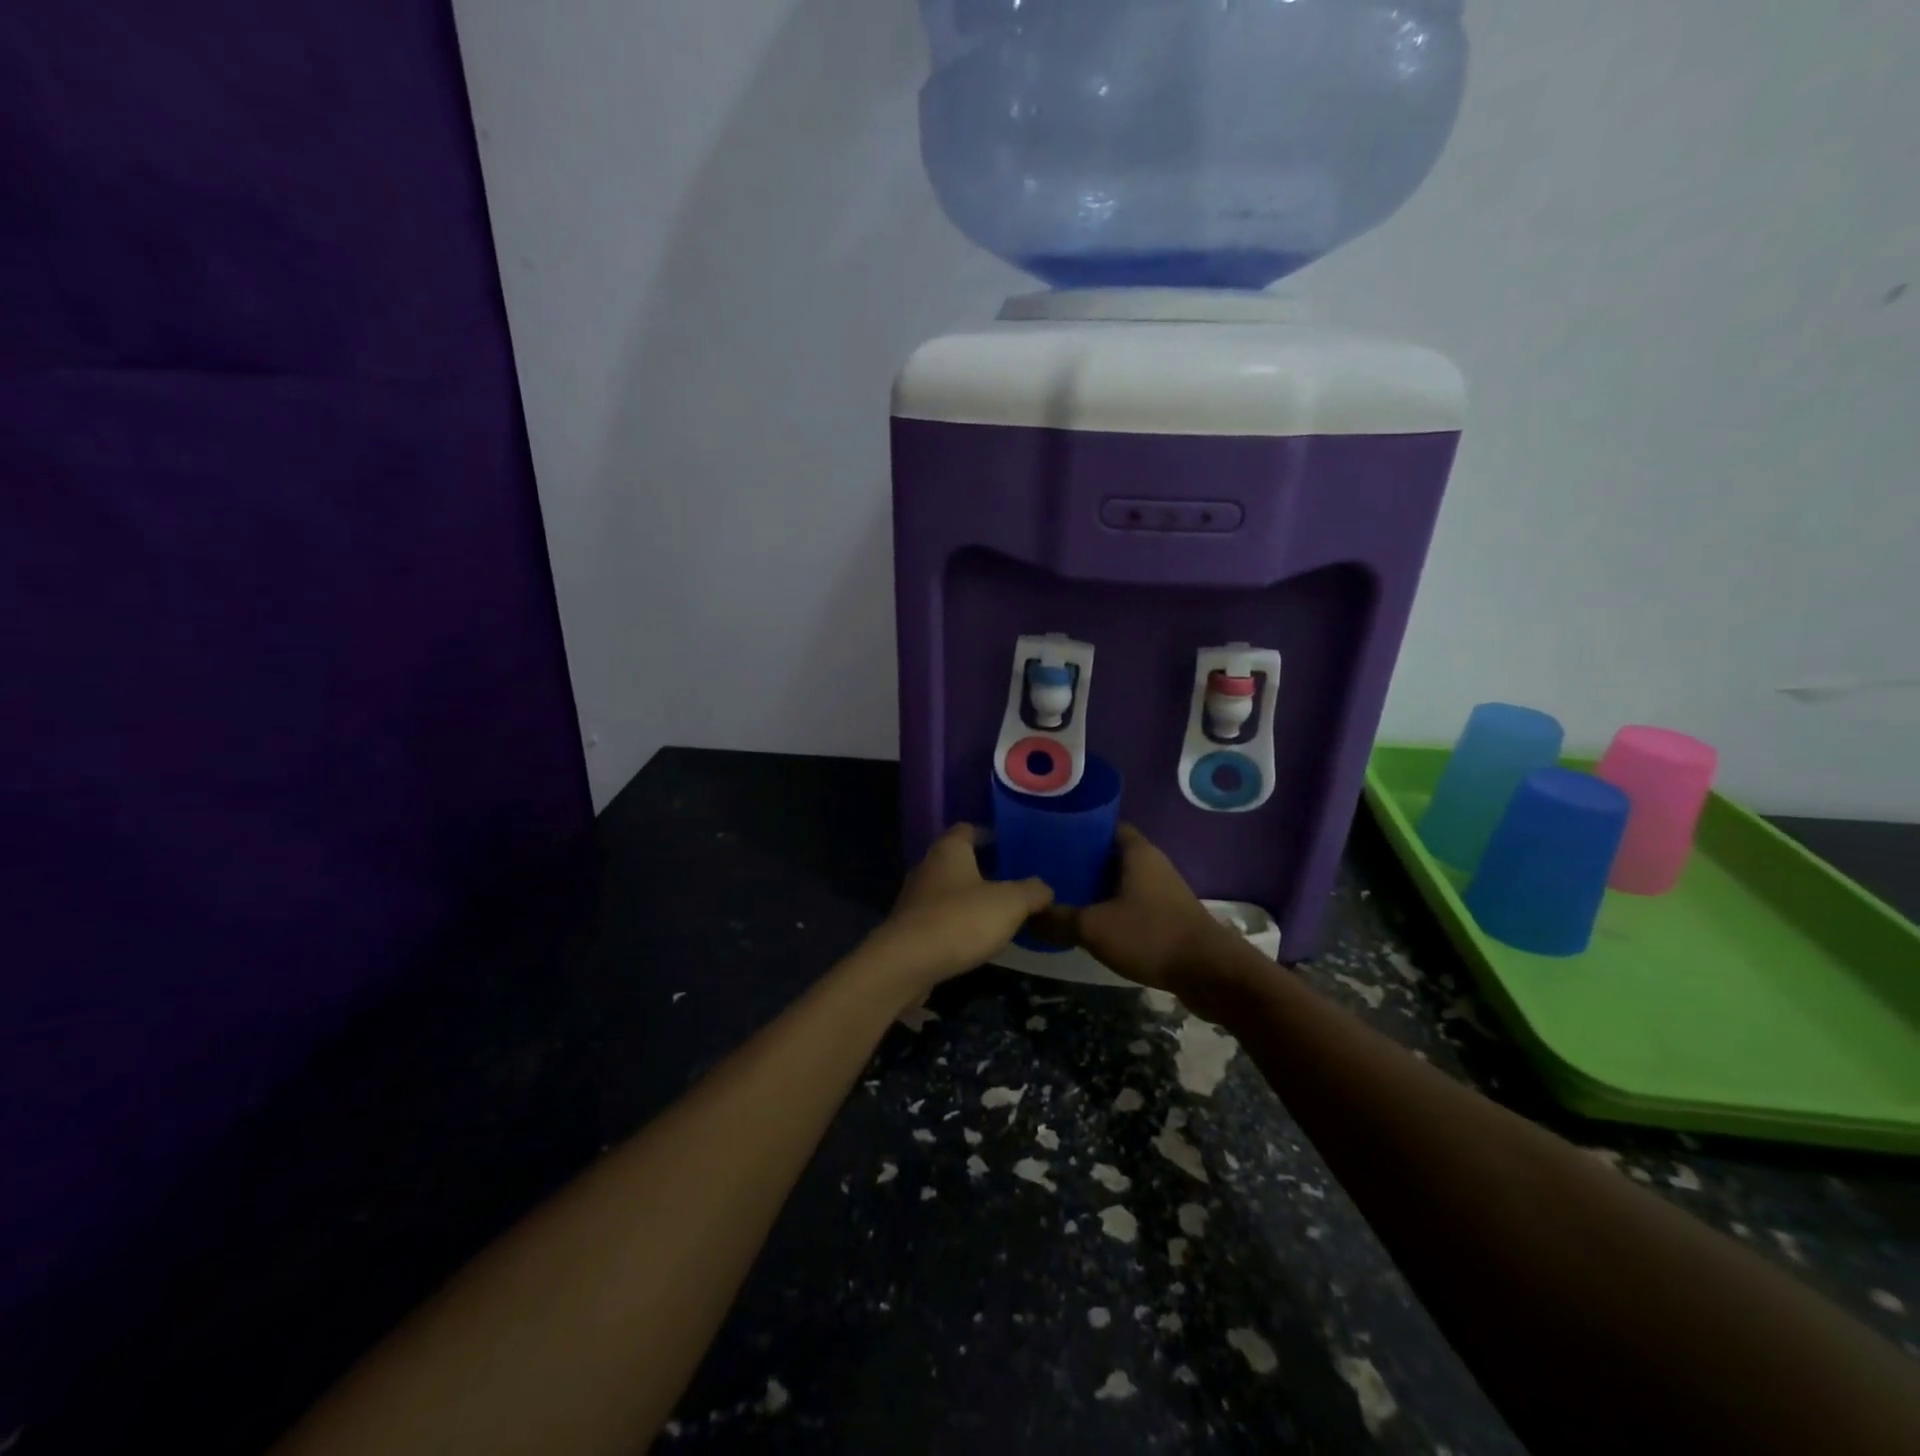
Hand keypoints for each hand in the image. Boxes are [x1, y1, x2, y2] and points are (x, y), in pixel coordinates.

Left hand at [861, 825, 1053, 993]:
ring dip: (970, 898)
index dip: (991, 834)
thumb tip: (1044, 889)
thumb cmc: (960, 920)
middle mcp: (928, 866)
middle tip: (1014, 881)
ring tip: (1000, 912)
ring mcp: (915, 898)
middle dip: (984, 868)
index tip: (1013, 847)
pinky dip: (958, 922)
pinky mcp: (909, 928)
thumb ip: (1032, 892)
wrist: (906, 964)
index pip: (969, 829)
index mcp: (950, 849)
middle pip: (959, 859)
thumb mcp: (1010, 903)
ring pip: (949, 889)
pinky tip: (976, 938)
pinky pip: (940, 916)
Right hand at [1033, 825, 1236, 1000]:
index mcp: (1137, 852)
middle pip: (1111, 853)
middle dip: (1081, 860)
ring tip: (1062, 894)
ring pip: (1122, 880)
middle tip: (1047, 869)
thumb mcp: (1095, 927)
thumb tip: (1027, 915)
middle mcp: (1152, 863)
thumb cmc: (1151, 935)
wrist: (1210, 973)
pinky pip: (1133, 902)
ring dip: (1097, 887)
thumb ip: (1059, 920)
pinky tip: (1091, 921)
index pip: (1104, 825)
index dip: (1078, 829)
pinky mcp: (1169, 915)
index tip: (1049, 837)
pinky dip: (1112, 907)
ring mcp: (1163, 890)